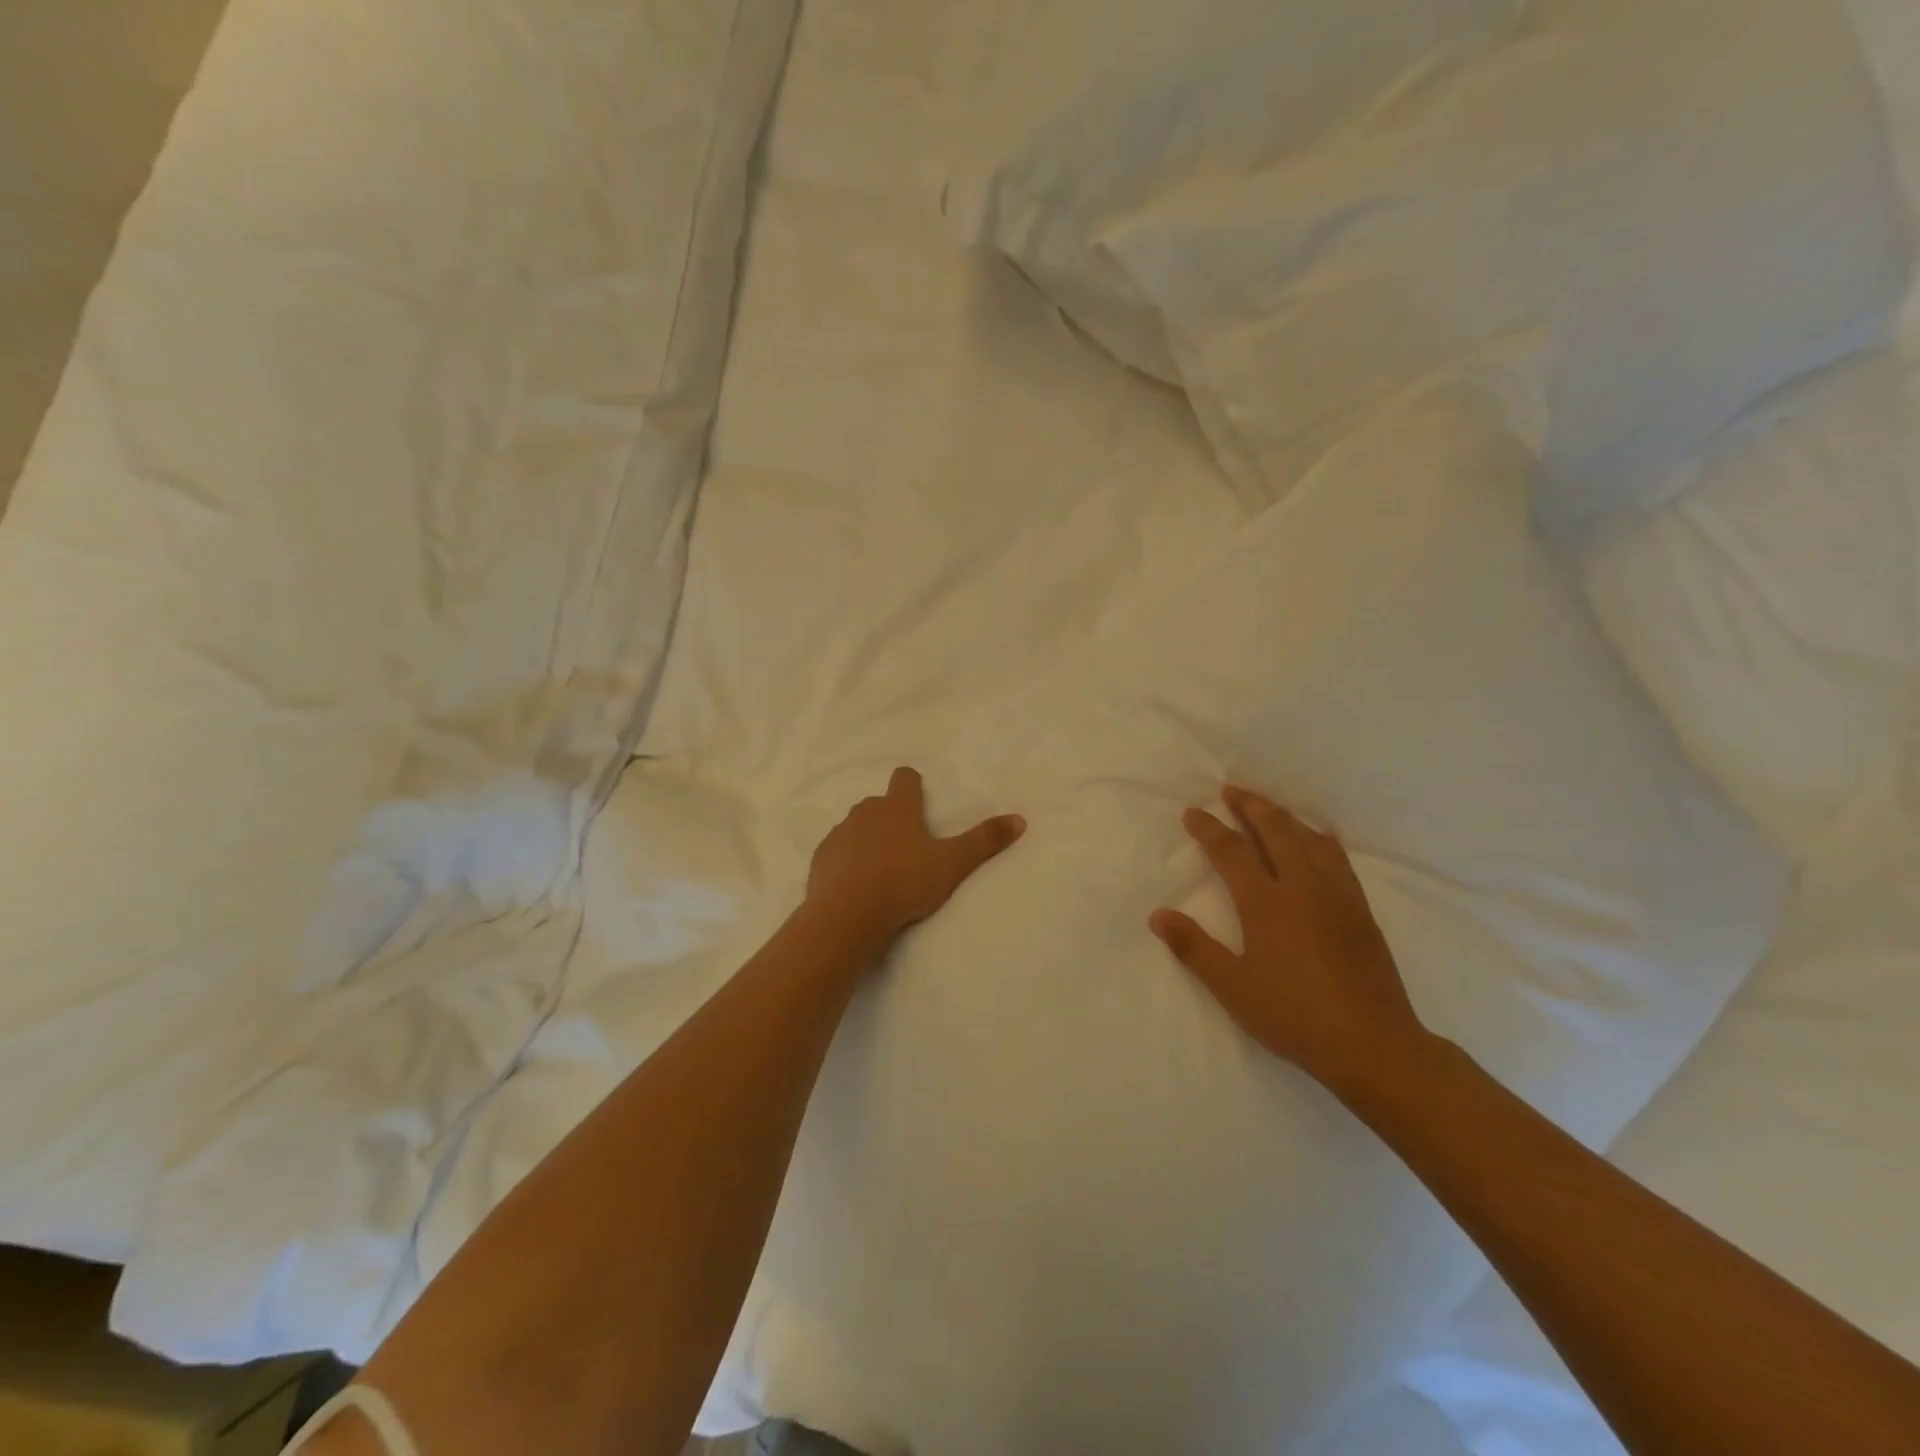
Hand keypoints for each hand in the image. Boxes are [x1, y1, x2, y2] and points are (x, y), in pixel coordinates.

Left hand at [807, 767, 1025, 945]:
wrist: (847, 914)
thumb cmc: (904, 882)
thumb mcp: (952, 864)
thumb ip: (984, 841)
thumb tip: (1020, 819)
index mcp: (898, 807)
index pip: (905, 778)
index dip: (913, 785)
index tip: (920, 800)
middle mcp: (866, 811)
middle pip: (880, 803)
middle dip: (892, 817)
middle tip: (909, 845)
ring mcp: (840, 833)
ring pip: (857, 826)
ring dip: (869, 839)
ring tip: (883, 869)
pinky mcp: (822, 857)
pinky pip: (838, 851)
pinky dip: (847, 860)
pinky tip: (857, 884)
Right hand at [1150, 785, 1428, 1096]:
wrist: (1372, 1044)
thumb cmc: (1293, 1015)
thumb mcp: (1233, 987)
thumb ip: (1193, 948)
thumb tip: (1157, 915)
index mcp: (1266, 903)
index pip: (1231, 851)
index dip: (1209, 828)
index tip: (1193, 812)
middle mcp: (1302, 887)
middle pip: (1275, 830)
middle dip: (1250, 805)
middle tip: (1231, 789)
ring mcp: (1337, 895)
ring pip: (1309, 838)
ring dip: (1284, 816)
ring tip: (1268, 807)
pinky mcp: (1361, 909)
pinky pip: (1338, 857)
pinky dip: (1320, 837)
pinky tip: (1318, 839)